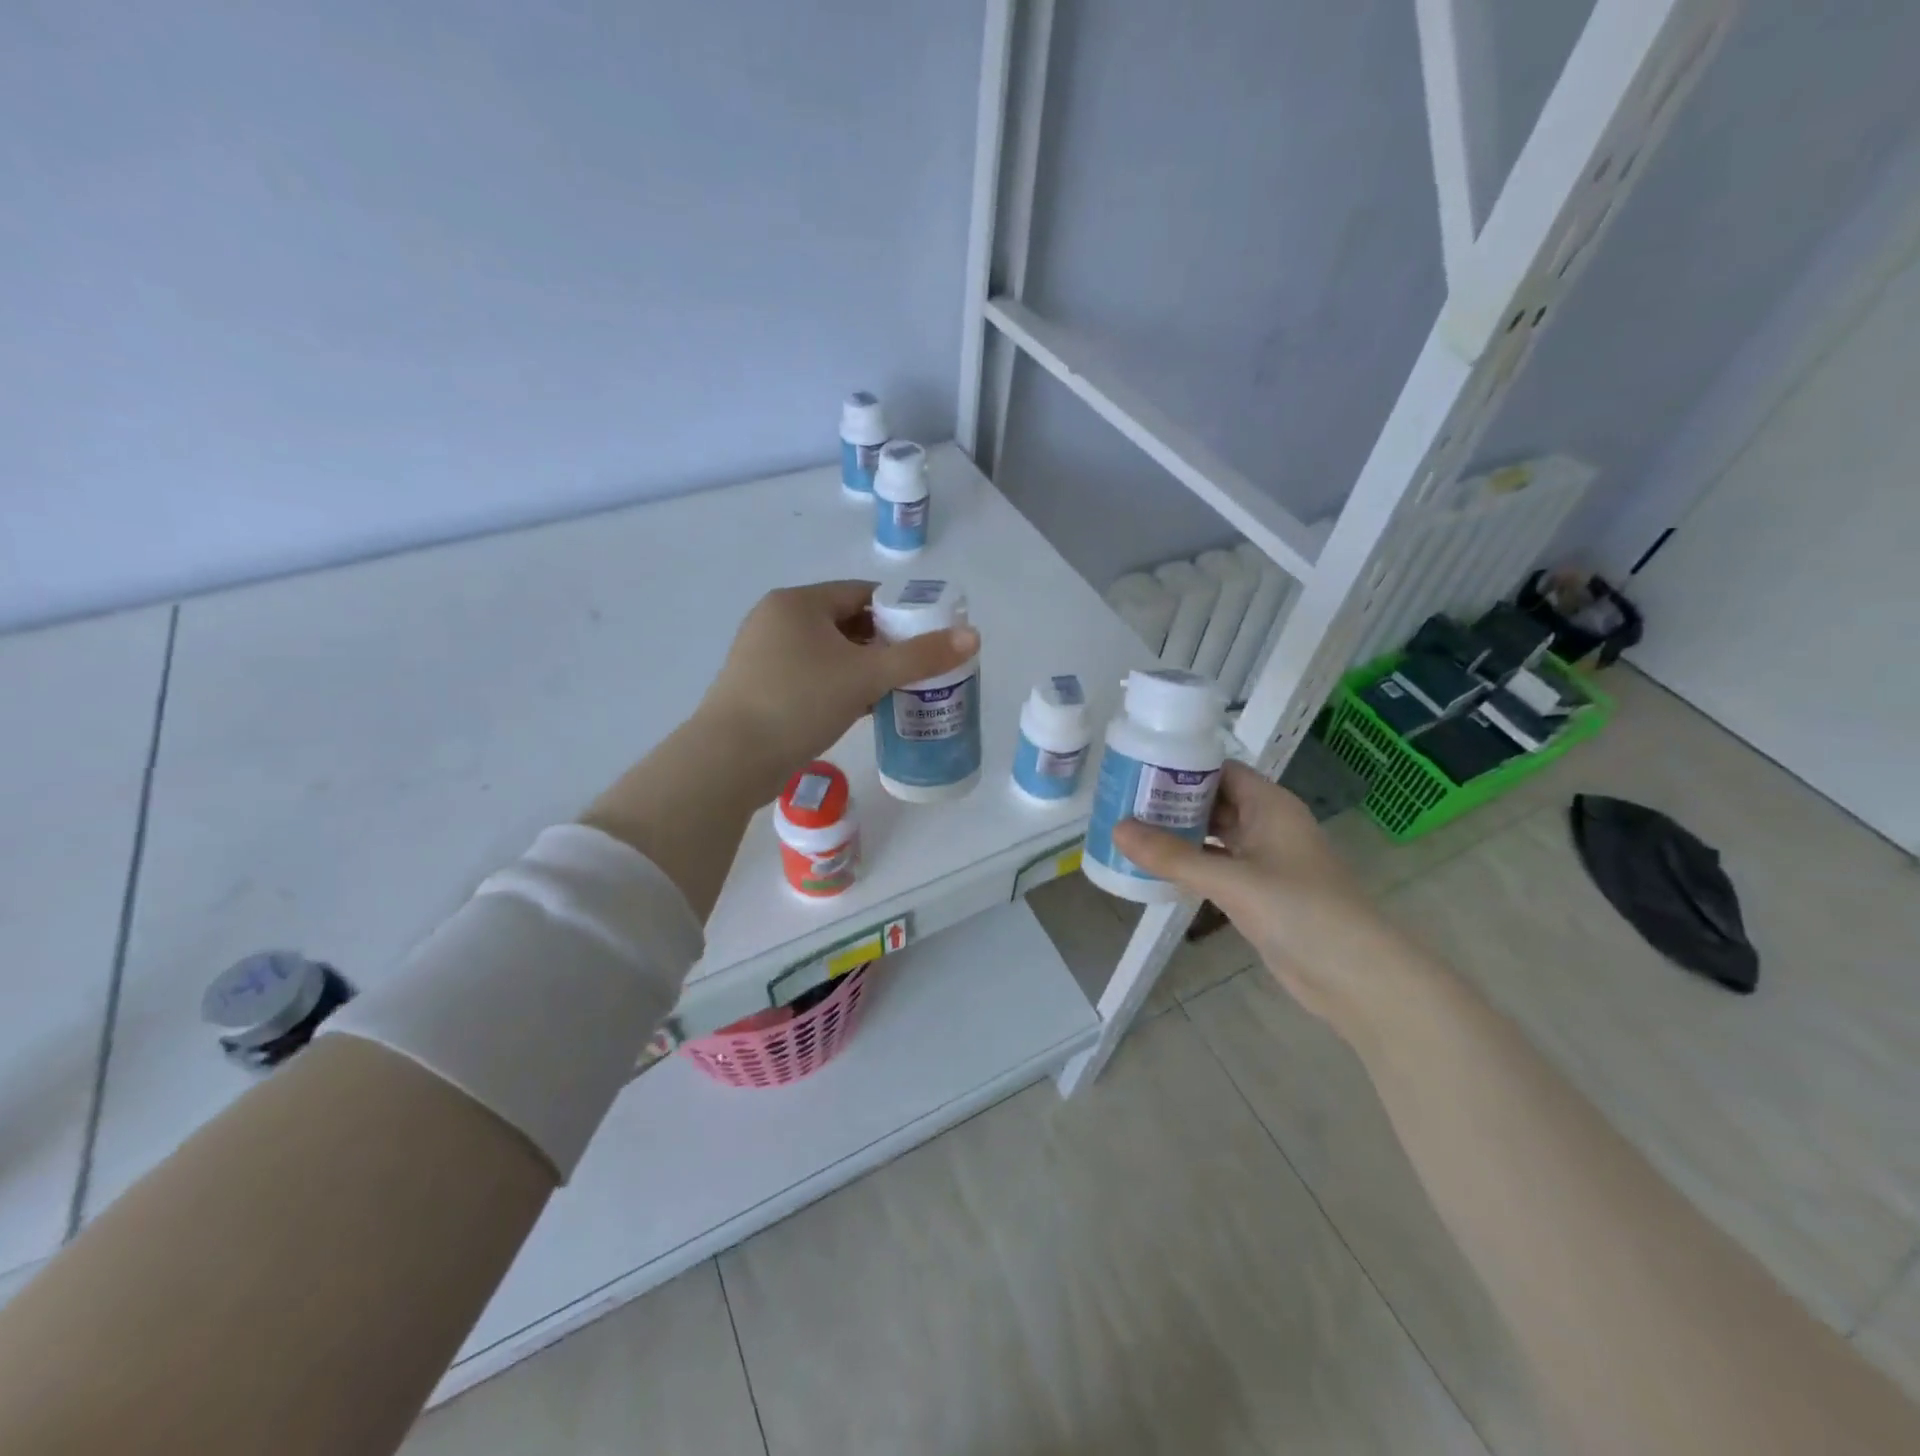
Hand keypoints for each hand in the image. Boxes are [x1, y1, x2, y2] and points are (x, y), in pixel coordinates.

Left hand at [697, 580, 978, 793]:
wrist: (730, 759)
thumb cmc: (799, 703)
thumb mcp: (866, 676)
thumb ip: (920, 657)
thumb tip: (973, 636)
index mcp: (798, 603)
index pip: (861, 592)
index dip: (900, 610)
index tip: (929, 634)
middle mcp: (777, 619)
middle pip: (846, 622)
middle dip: (884, 643)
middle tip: (919, 666)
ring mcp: (764, 654)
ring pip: (829, 652)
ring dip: (863, 667)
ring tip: (898, 689)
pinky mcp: (760, 686)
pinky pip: (812, 675)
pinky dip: (840, 685)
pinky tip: (864, 708)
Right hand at [1112, 761, 1423, 1030]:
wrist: (1355, 976)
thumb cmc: (1300, 911)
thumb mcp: (1232, 880)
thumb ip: (1174, 856)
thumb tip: (1117, 829)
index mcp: (1270, 805)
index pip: (1220, 770)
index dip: (1181, 767)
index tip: (1137, 769)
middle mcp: (1267, 825)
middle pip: (1213, 801)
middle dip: (1172, 802)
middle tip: (1122, 801)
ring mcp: (1263, 860)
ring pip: (1213, 836)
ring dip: (1178, 834)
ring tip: (1130, 830)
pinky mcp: (1258, 893)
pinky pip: (1216, 867)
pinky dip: (1189, 865)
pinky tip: (1156, 868)